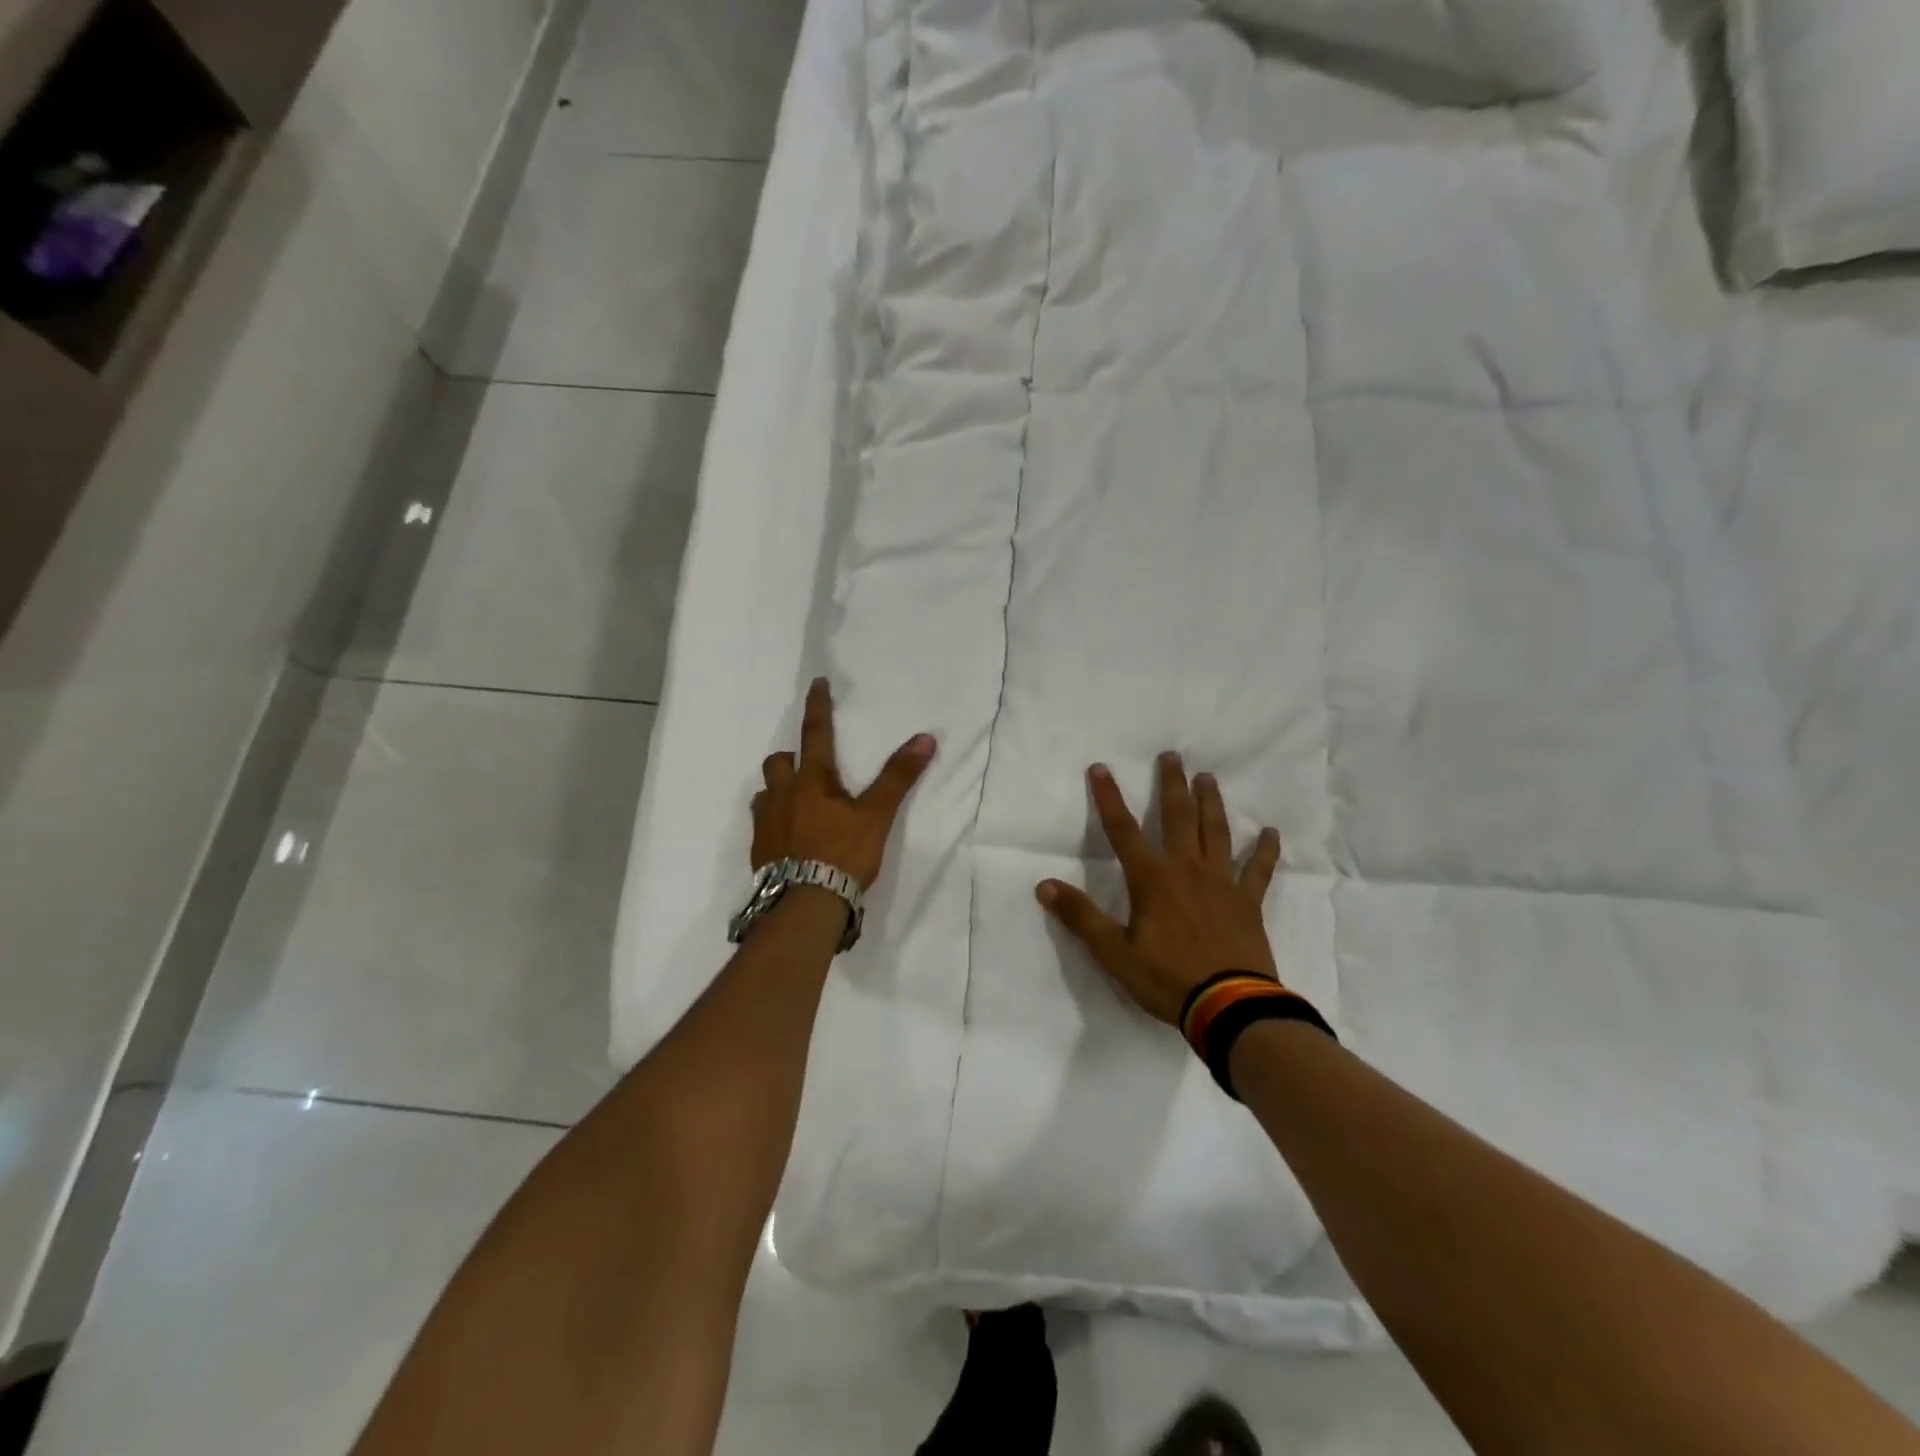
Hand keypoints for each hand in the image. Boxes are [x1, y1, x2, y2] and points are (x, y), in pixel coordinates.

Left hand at [751, 678, 936, 888]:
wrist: (805, 904)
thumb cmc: (842, 854)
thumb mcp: (876, 815)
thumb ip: (898, 777)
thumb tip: (925, 738)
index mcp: (812, 781)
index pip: (815, 733)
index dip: (817, 706)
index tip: (816, 682)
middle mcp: (782, 795)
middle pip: (778, 763)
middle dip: (791, 759)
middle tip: (809, 770)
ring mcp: (766, 823)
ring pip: (765, 793)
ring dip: (779, 790)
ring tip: (797, 804)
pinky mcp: (759, 851)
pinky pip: (761, 825)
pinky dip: (774, 822)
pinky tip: (788, 838)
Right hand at [1037, 753, 1282, 1025]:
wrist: (1230, 1008)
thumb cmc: (1167, 979)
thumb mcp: (1114, 953)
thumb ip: (1080, 917)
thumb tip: (1044, 885)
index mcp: (1152, 880)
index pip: (1122, 830)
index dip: (1109, 798)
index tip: (1100, 768)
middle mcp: (1187, 870)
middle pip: (1177, 817)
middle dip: (1171, 785)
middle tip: (1172, 756)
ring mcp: (1222, 883)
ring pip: (1216, 832)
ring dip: (1211, 803)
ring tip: (1208, 778)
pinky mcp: (1248, 902)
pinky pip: (1259, 870)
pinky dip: (1266, 850)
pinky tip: (1271, 832)